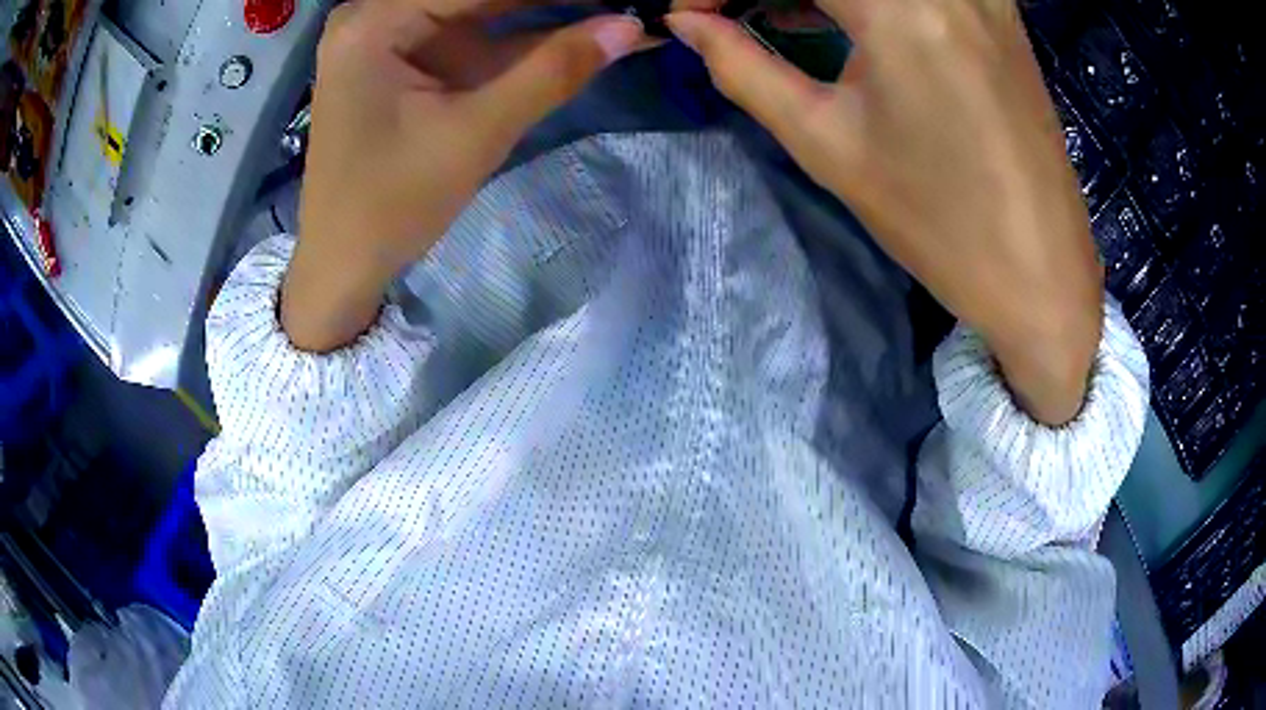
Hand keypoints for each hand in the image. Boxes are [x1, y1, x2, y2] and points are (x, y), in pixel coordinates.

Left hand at [283, 0, 647, 351]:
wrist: (342, 265)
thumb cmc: (391, 205)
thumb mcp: (476, 133)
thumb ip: (554, 71)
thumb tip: (630, 27)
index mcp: (376, 21)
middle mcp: (378, 14)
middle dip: (553, 1)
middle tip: (621, 3)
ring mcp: (391, 37)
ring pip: (482, 11)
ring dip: (547, 15)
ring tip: (613, 15)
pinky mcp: (406, 62)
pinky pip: (471, 38)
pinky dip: (521, 42)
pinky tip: (577, 36)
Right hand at [666, 0, 1102, 424]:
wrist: (1043, 274)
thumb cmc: (939, 223)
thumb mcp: (829, 144)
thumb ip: (745, 67)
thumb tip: (688, 22)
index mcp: (902, 8)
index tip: (696, 9)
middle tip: (735, 14)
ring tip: (779, 15)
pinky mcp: (1000, 12)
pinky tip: (842, 14)